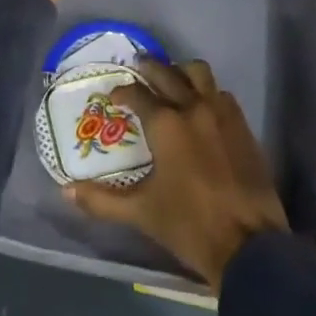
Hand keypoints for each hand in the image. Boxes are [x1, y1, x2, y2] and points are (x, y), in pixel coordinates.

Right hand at [65, 58, 287, 291]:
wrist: (249, 246)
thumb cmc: (189, 226)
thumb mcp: (141, 212)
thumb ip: (102, 200)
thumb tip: (66, 191)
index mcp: (166, 124)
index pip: (138, 94)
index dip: (123, 92)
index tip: (114, 96)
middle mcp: (193, 107)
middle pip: (167, 73)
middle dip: (149, 68)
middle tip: (138, 68)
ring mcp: (222, 113)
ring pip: (199, 74)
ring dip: (182, 72)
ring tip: (172, 80)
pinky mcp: (242, 126)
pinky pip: (221, 94)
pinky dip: (208, 92)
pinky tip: (202, 108)